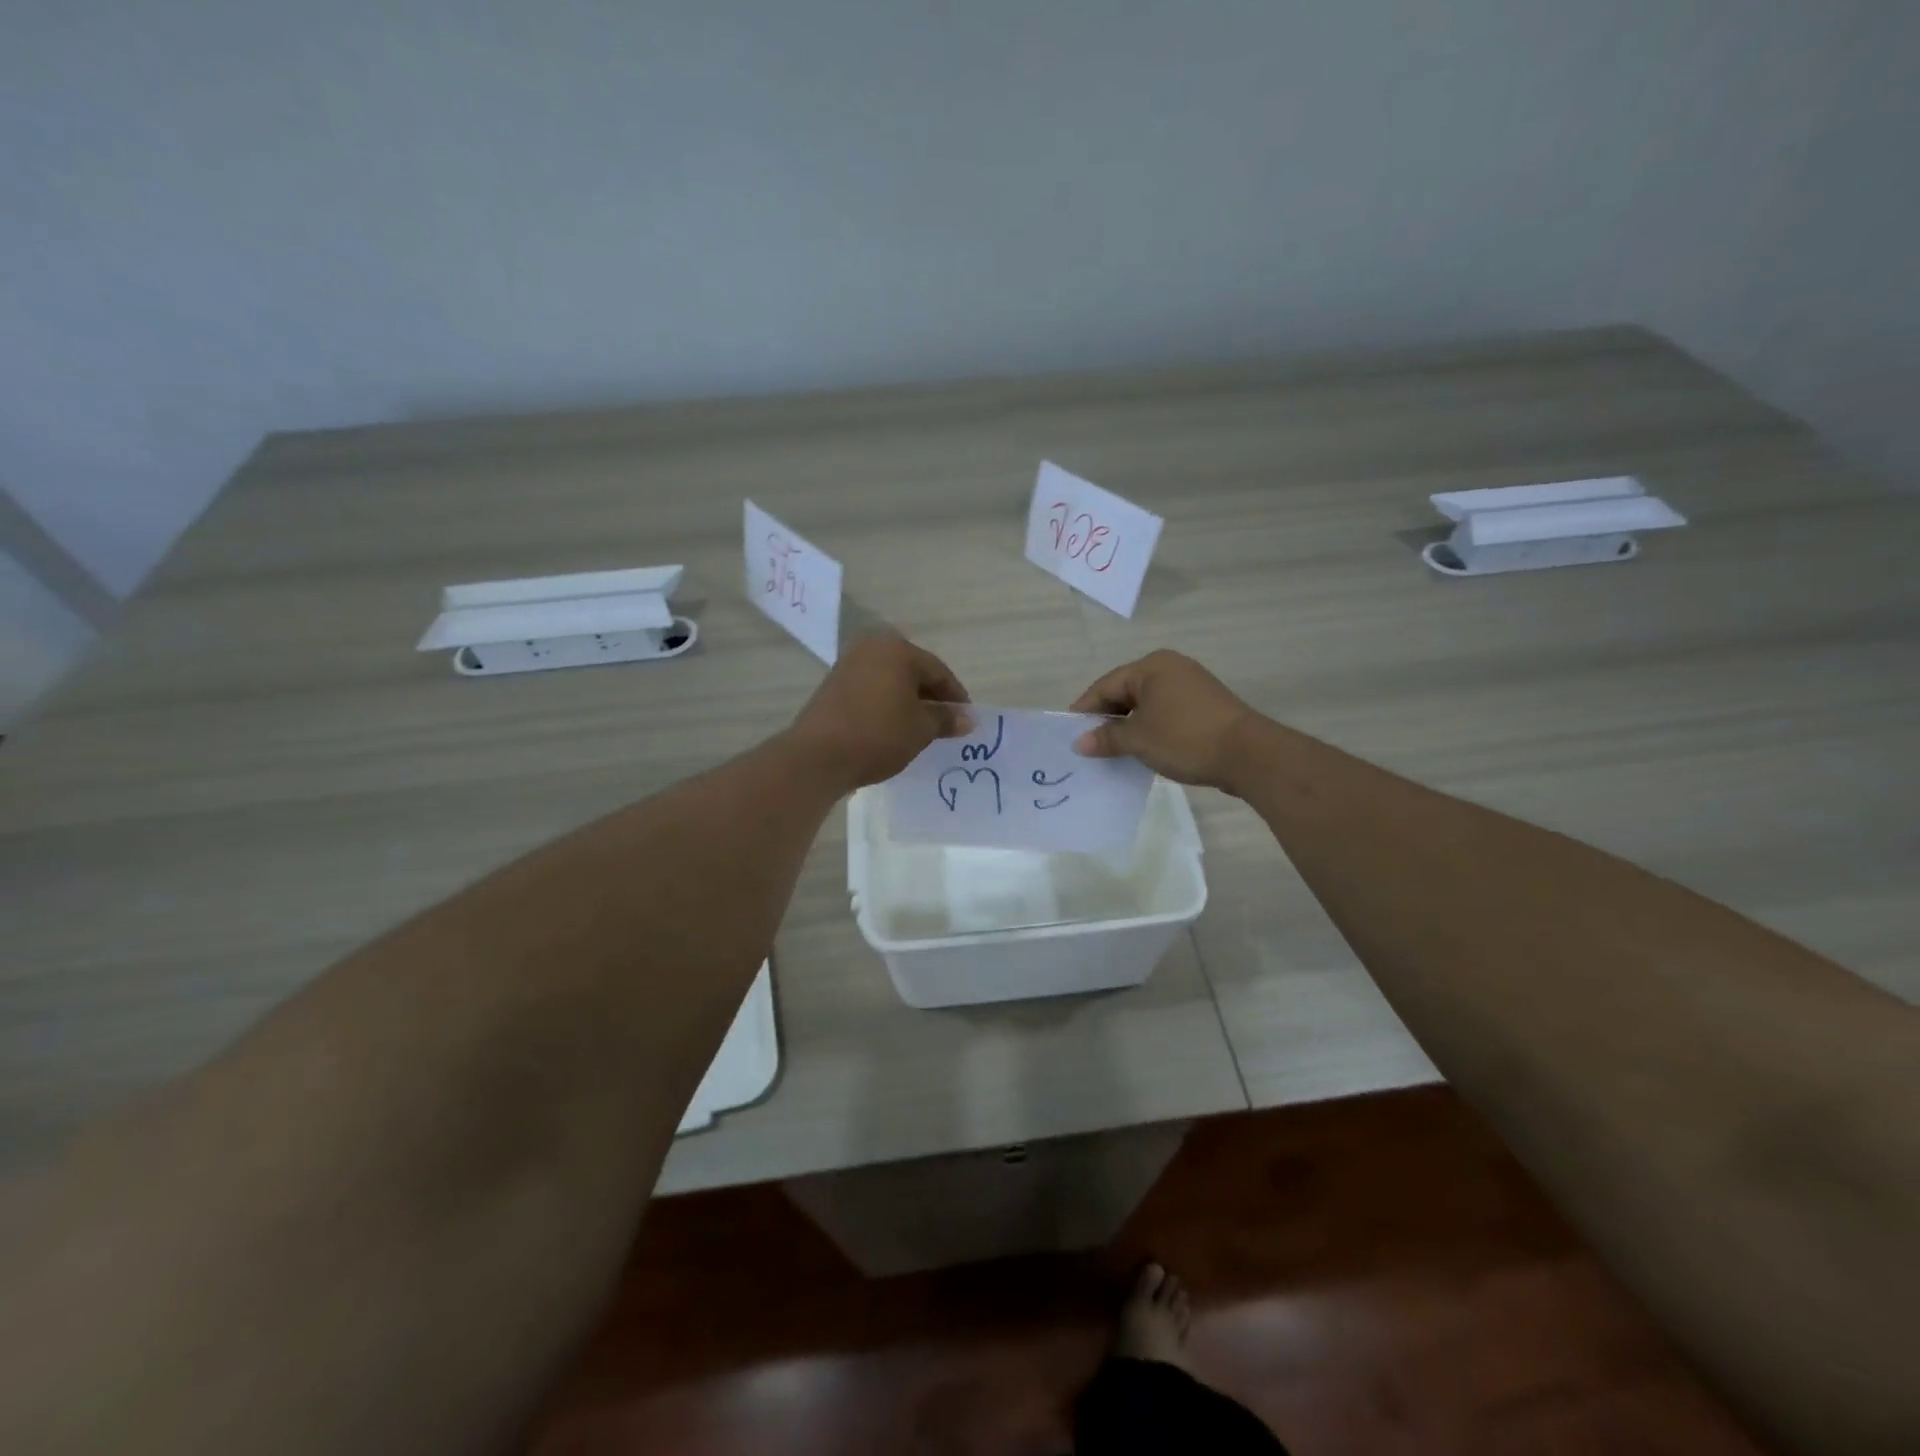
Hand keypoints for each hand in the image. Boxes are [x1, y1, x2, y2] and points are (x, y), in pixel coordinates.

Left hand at [786, 635, 970, 791]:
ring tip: (920, 728)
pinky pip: (871, 690)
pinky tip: (892, 727)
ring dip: (908, 701)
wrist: (818, 756)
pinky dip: (886, 704)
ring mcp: (848, 665)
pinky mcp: (833, 685)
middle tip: (945, 723)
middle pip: (913, 671)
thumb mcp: (921, 729)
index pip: (938, 671)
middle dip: (931, 697)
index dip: (955, 696)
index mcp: (898, 650)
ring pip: (891, 681)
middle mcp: (872, 648)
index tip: (966, 719)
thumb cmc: (879, 735)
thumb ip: (946, 718)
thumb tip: (967, 718)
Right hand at [1070, 650, 1262, 789]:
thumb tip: (1080, 742)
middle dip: (1107, 719)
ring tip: (1112, 752)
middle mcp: (1170, 668)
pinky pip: (1165, 714)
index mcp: (1151, 666)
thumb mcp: (1138, 739)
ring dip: (1128, 727)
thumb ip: (1106, 738)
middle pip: (1125, 692)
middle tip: (1088, 746)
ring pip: (1146, 705)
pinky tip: (1142, 750)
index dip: (1085, 711)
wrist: (1248, 754)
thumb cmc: (1184, 738)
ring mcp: (1191, 686)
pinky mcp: (1204, 706)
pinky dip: (1150, 729)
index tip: (1069, 735)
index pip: (1105, 686)